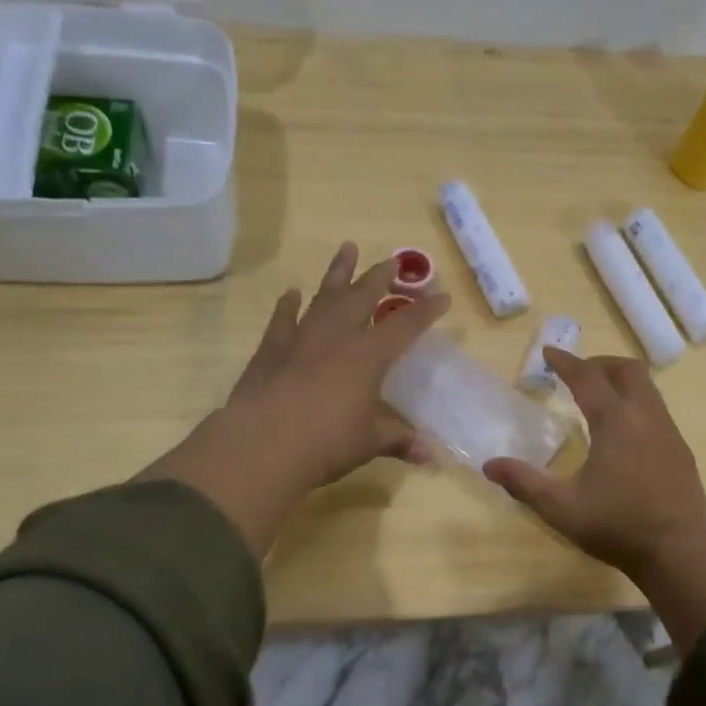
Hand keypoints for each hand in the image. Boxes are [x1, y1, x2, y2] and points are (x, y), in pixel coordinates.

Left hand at [137, 243, 447, 553]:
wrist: (262, 446)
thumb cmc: (326, 443)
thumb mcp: (369, 444)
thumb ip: (399, 441)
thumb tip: (431, 457)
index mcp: (368, 357)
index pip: (405, 326)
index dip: (426, 311)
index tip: (443, 297)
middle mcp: (336, 338)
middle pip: (362, 297)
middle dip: (380, 276)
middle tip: (392, 260)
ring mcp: (300, 339)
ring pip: (324, 297)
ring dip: (337, 273)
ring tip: (346, 249)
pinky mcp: (270, 350)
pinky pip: (282, 319)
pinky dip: (288, 305)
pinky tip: (291, 293)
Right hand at [485, 349, 705, 656]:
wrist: (680, 553)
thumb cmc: (617, 526)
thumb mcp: (561, 508)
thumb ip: (524, 483)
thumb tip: (489, 466)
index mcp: (616, 422)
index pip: (588, 378)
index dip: (566, 362)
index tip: (549, 352)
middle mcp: (646, 417)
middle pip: (627, 370)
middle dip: (600, 364)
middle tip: (578, 374)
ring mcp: (669, 433)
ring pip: (648, 388)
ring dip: (621, 383)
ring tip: (599, 399)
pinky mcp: (681, 451)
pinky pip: (657, 411)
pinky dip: (636, 405)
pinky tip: (625, 433)